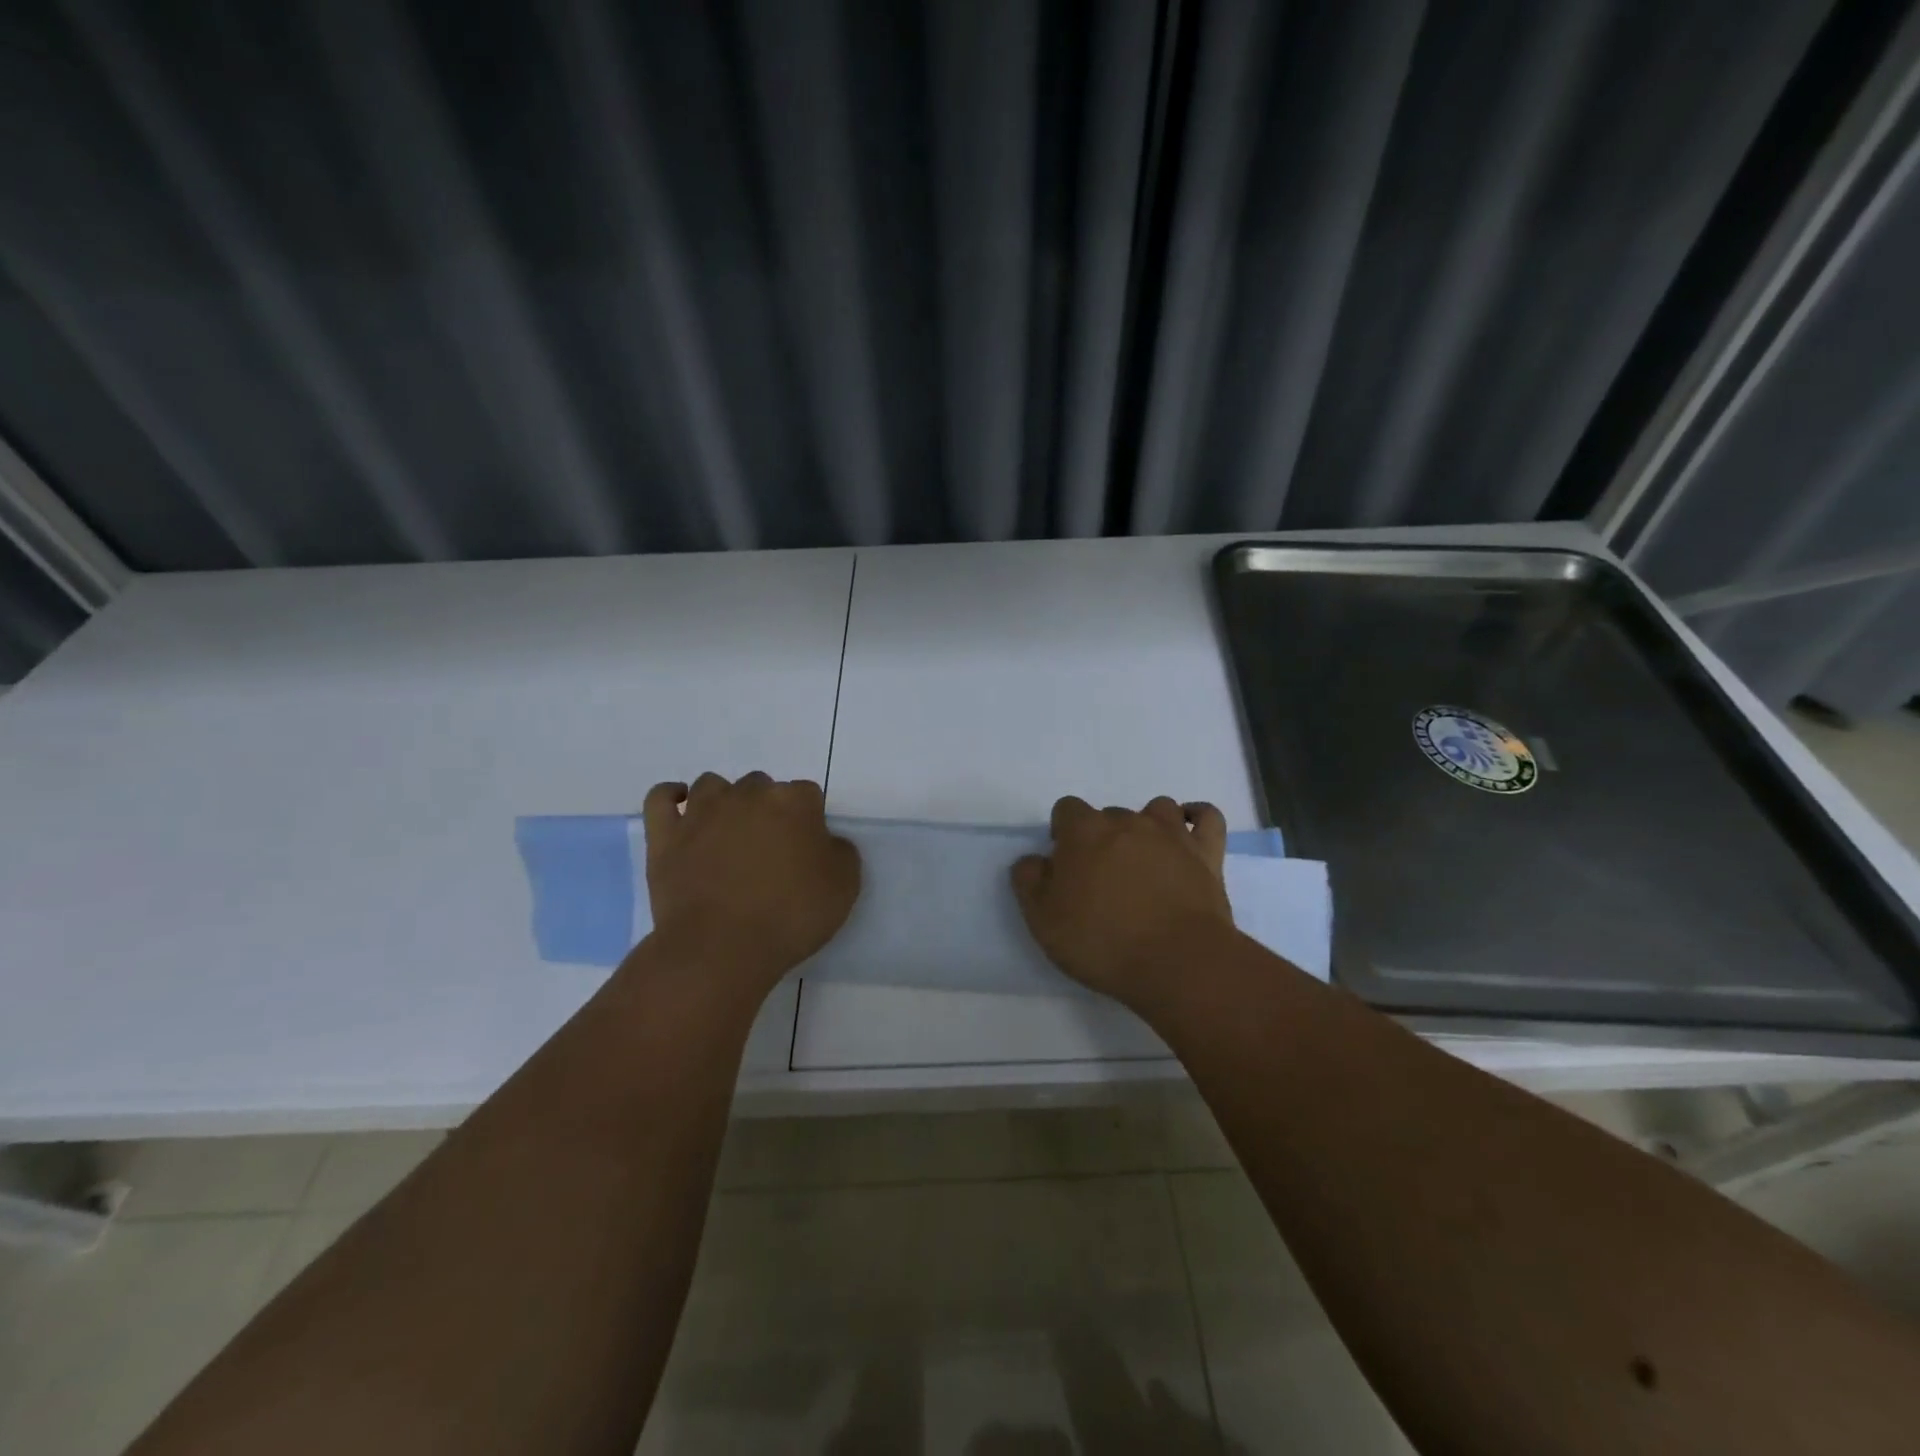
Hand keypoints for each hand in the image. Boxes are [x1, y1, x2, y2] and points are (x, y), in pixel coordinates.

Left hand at [639, 772, 860, 997]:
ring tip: (728, 834)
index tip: (807, 850)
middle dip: (767, 809)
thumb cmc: (791, 916)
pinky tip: (681, 809)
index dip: (809, 821)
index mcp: (794, 801)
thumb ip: (841, 852)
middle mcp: (747, 795)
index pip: (808, 794)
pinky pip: (660, 798)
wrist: (722, 947)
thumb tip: (825, 842)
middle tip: (769, 849)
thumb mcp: (845, 886)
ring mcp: (701, 812)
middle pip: (761, 786)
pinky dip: (670, 797)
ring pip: (713, 785)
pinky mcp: (665, 835)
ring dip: (724, 801)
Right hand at [1011, 796, 1235, 1011]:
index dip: (1063, 833)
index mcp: (1084, 832)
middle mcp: (1127, 821)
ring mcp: (1172, 834)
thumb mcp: (1043, 920)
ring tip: (1144, 859)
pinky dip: (1198, 818)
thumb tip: (1032, 860)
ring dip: (1147, 826)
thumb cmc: (1102, 941)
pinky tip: (1189, 832)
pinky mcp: (1207, 853)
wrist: (1177, 962)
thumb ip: (1029, 881)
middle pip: (1109, 814)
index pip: (1066, 809)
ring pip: (1156, 809)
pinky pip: (1207, 816)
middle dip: (1103, 837)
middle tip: (1103, 878)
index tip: (1066, 866)